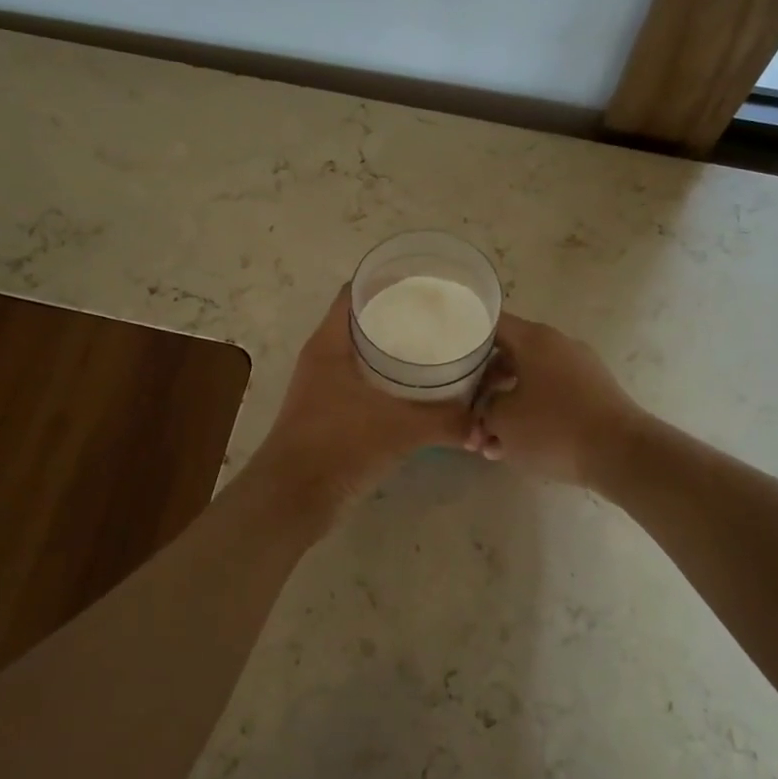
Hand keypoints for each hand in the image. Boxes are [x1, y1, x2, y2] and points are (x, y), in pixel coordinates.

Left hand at [249, 284, 476, 506]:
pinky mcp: (330, 414)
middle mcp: (324, 358)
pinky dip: (388, 382)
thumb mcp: (400, 428)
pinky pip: (363, 384)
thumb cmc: (339, 445)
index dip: (386, 281)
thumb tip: (484, 426)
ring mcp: (324, 387)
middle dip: (398, 316)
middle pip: (361, 322)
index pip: (354, 293)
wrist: (293, 497)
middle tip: (439, 317)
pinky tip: (418, 391)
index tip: (424, 283)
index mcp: (330, 344)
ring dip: (394, 351)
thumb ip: (446, 422)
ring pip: (363, 355)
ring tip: (436, 349)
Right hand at [467, 314, 643, 487]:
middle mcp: (558, 345)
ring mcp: (579, 369)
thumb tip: (484, 411)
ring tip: (489, 445)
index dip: (465, 339)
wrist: (622, 454)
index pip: (491, 324)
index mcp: (534, 339)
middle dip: (483, 390)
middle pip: (508, 357)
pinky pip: (551, 397)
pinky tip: (516, 448)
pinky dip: (531, 416)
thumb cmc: (553, 428)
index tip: (448, 359)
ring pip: (528, 382)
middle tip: (467, 417)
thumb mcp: (502, 420)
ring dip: (505, 409)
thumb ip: (482, 410)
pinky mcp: (592, 395)